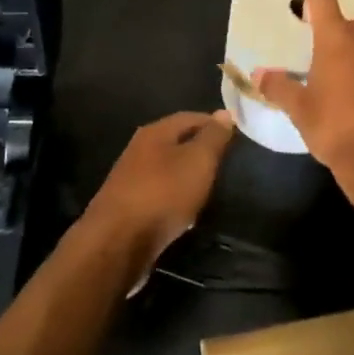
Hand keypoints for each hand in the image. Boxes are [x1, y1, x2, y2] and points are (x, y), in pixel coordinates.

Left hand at [87, 111, 234, 288]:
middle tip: (226, 161)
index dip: (213, 123)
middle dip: (200, 149)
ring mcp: (131, 179)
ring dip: (188, 175)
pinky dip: (176, 197)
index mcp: (155, 132)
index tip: (235, 135)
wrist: (118, 242)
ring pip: (167, 169)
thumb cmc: (163, 193)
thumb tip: (225, 112)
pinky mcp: (128, 206)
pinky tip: (187, 211)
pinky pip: (159, 193)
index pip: (190, 117)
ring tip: (211, 187)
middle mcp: (139, 150)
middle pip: (176, 142)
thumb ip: (213, 137)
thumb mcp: (198, 161)